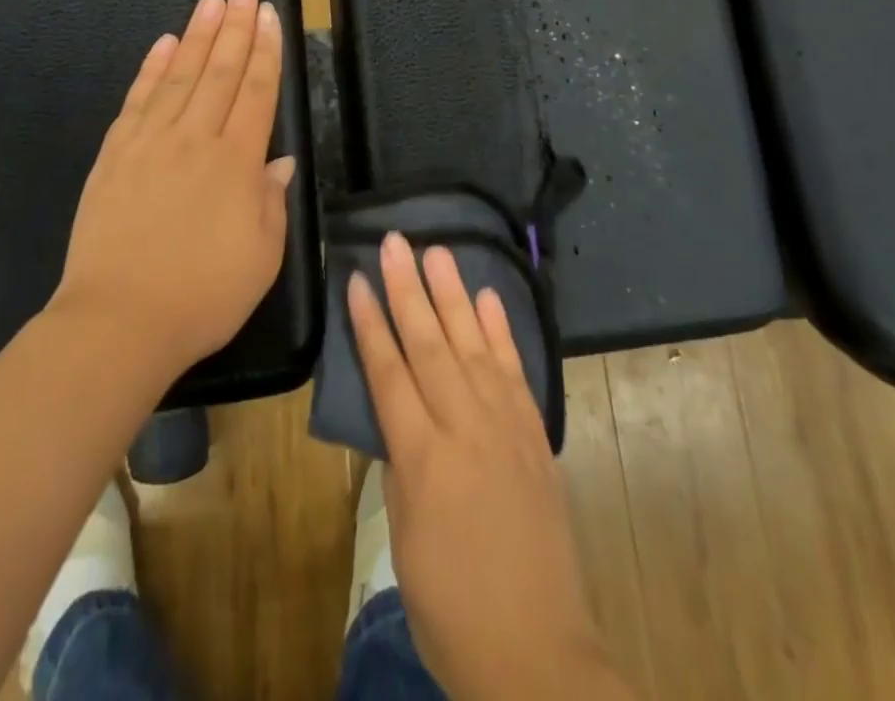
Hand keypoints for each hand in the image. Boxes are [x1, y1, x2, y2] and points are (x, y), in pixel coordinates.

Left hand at [55, 0, 294, 381]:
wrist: (118, 322)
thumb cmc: (204, 296)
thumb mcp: (262, 257)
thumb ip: (272, 201)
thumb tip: (278, 160)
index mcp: (236, 162)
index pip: (255, 91)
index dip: (265, 50)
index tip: (269, 14)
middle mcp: (193, 139)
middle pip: (219, 71)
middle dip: (234, 26)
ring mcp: (149, 143)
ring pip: (179, 75)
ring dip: (196, 34)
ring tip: (210, 0)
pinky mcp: (114, 155)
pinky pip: (137, 100)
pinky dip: (152, 68)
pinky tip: (163, 44)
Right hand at [348, 236, 633, 700]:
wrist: (536, 653)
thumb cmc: (450, 605)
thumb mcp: (403, 539)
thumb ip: (400, 465)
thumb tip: (399, 416)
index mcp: (423, 458)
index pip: (389, 372)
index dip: (371, 323)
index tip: (359, 280)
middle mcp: (466, 428)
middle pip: (430, 344)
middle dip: (409, 289)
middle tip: (396, 241)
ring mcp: (506, 427)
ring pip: (473, 345)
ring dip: (453, 294)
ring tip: (437, 251)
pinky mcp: (535, 435)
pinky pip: (515, 371)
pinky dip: (500, 331)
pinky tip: (487, 298)